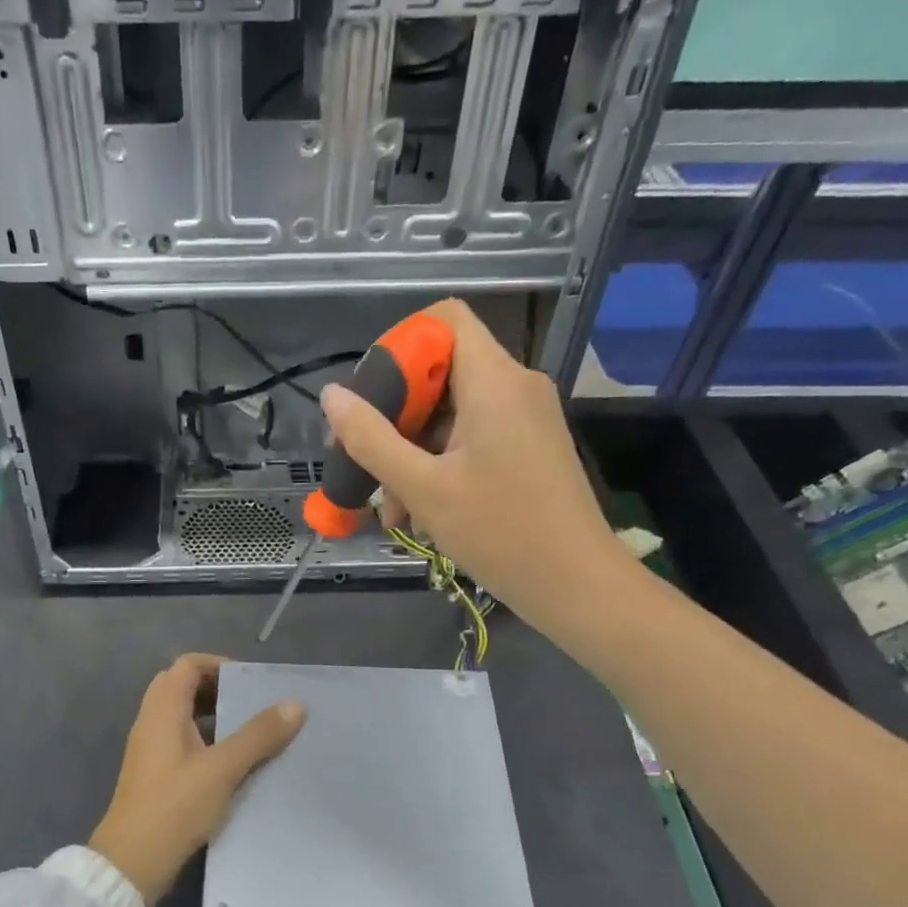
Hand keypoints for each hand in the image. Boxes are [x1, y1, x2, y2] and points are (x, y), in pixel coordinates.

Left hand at [88, 654, 305, 906]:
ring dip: (211, 714)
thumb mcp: (223, 769)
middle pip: (181, 686)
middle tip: (251, 702)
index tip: (250, 682)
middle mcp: (151, 721)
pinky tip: (229, 761)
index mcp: (162, 710)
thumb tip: (295, 704)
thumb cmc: (175, 806)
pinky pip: (179, 738)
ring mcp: (149, 748)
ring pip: (180, 714)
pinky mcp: (152, 773)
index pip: (187, 665)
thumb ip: (258, 735)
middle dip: (217, 688)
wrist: (132, 862)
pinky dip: (204, 737)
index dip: (219, 665)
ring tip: (247, 729)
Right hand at [319, 297, 642, 644]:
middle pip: (440, 371)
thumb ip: (371, 438)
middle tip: (362, 461)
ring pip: (451, 413)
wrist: (576, 586)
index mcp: (494, 381)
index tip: (370, 398)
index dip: (399, 347)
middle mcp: (514, 387)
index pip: (443, 320)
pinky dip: (439, 465)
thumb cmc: (500, 532)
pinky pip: (471, 438)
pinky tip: (418, 512)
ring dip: (411, 452)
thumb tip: (331, 395)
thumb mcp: (423, 487)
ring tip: (391, 507)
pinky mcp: (527, 448)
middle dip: (394, 416)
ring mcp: (524, 418)